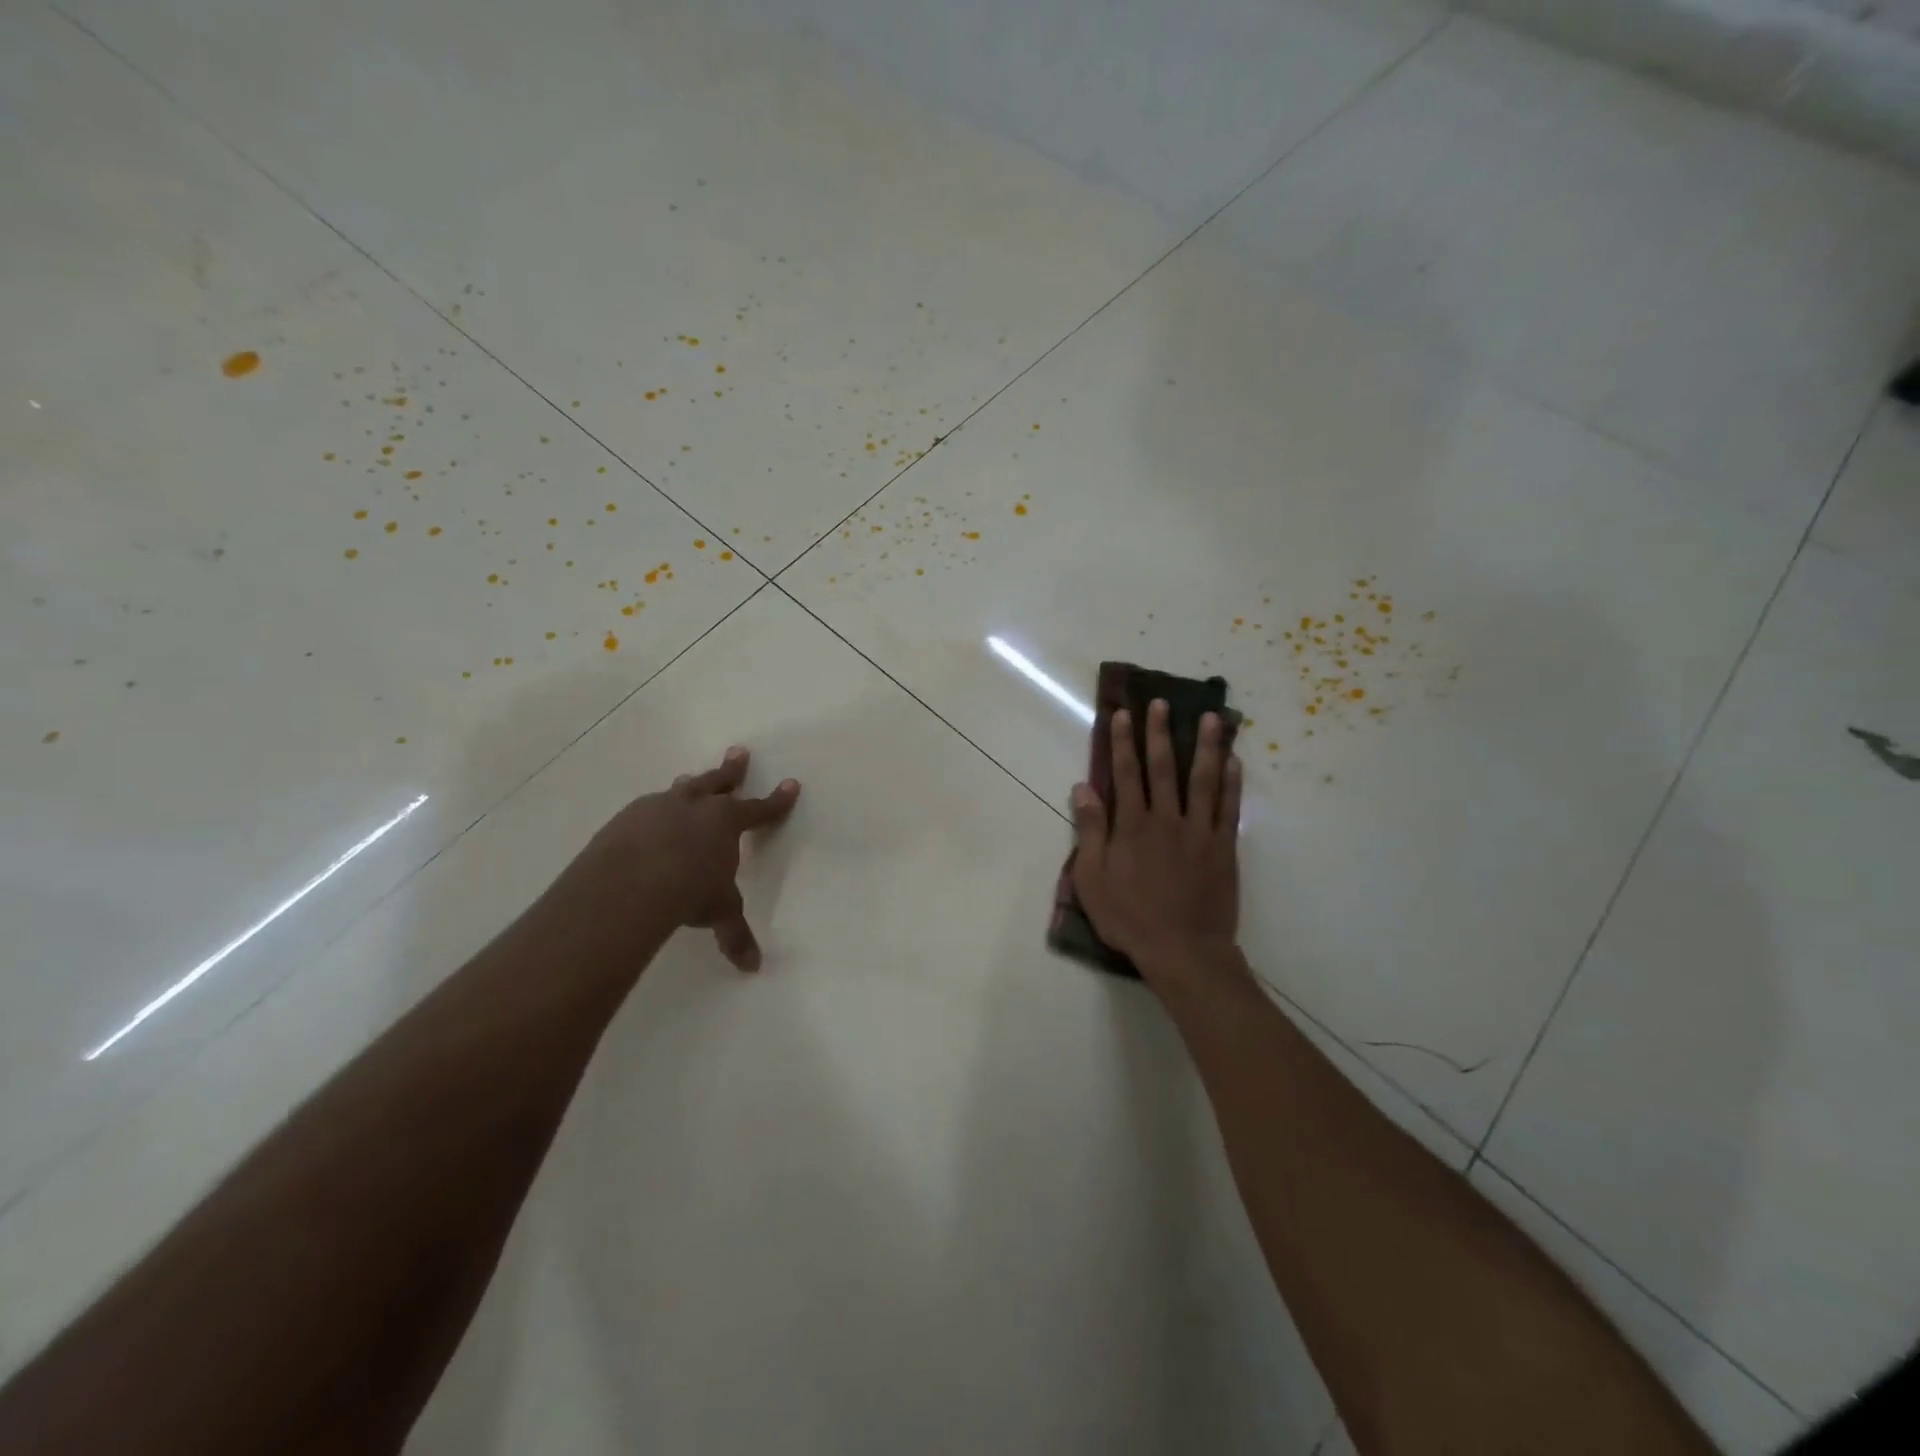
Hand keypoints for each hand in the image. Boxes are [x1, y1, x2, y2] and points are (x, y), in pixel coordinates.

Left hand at [554, 746, 799, 971]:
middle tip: (739, 752)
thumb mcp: (718, 911)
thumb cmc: (690, 891)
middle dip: (732, 769)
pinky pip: (647, 808)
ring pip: (681, 790)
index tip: (792, 784)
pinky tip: (647, 819)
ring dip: (690, 786)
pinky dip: (654, 811)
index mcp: (727, 823)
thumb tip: (753, 967)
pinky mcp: (627, 818)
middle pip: (718, 782)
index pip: (760, 809)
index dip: (778, 800)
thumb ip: (734, 934)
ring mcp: (659, 808)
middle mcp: (696, 807)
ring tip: (689, 778)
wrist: (632, 880)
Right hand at [1070, 701, 1241, 989]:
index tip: (1124, 714)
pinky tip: (1234, 761)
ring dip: (1206, 746)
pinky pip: (1229, 808)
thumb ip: (1091, 830)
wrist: (1182, 950)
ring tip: (1212, 717)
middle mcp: (1166, 819)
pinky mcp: (1223, 847)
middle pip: (1164, 767)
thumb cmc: (1129, 917)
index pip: (1126, 773)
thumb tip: (1082, 788)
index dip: (1124, 742)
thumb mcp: (1092, 878)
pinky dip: (1232, 783)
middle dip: (1160, 733)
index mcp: (1132, 825)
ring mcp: (1200, 831)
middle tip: (1162, 703)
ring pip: (1203, 780)